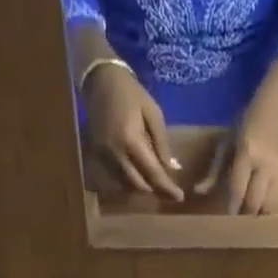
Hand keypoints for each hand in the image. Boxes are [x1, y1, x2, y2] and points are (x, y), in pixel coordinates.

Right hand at [84, 62, 183, 201]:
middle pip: (139, 186)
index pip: (153, 174)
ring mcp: (105, 157)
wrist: (99, 80)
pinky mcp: (98, 156)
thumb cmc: (131, 93)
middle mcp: (116, 154)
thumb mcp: (153, 113)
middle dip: (155, 189)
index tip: (180, 197)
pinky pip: (116, 178)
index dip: (167, 188)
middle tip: (168, 188)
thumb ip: (163, 144)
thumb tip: (173, 169)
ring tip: (154, 181)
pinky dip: (129, 180)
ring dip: (142, 186)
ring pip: (127, 185)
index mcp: (132, 141)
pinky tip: (138, 173)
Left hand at [197, 56, 277, 214]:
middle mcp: (267, 165)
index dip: (230, 209)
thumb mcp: (229, 139)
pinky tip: (262, 208)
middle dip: (244, 216)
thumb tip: (199, 192)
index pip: (237, 190)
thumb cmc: (251, 118)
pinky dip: (269, 209)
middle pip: (254, 204)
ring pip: (270, 208)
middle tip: (236, 224)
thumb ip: (215, 169)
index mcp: (248, 152)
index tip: (224, 222)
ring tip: (250, 219)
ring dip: (258, 216)